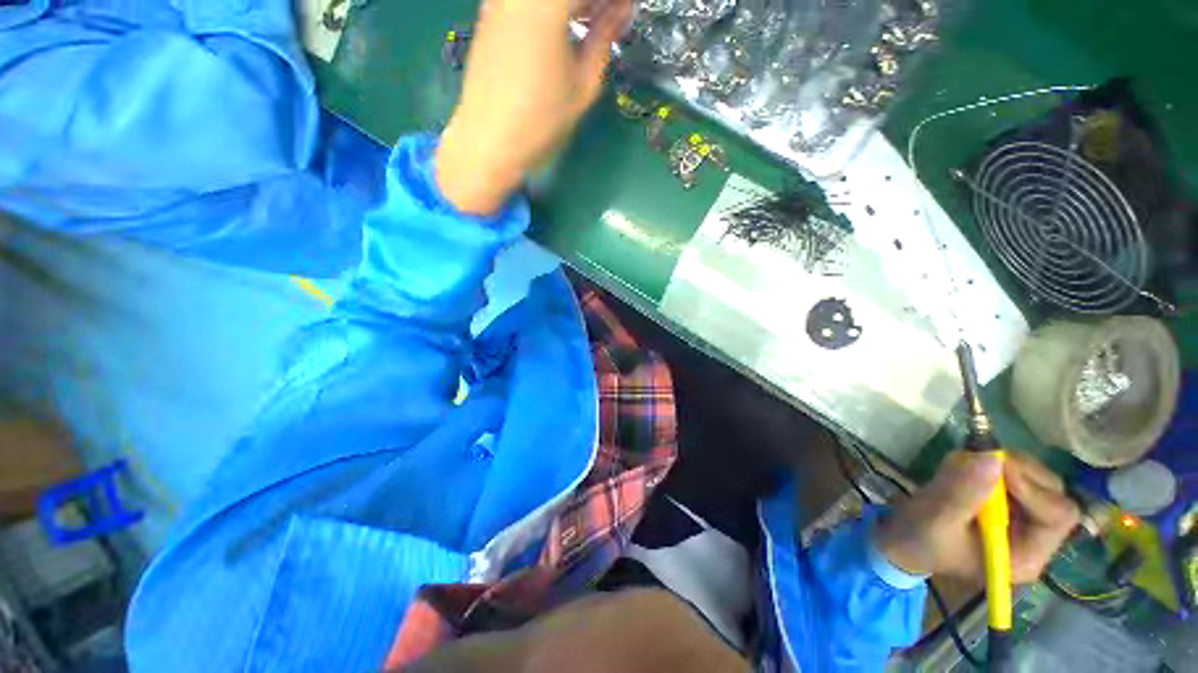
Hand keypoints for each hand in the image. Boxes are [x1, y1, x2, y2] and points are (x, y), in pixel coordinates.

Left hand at [435, 0, 631, 214]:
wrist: (488, 142)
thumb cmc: (541, 120)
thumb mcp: (583, 84)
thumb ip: (604, 38)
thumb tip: (620, 11)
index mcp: (547, 2)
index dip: (614, 0)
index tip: (625, 13)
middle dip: (592, 3)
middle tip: (610, 19)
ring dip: (571, 5)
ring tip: (590, 23)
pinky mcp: (488, 13)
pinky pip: (526, 2)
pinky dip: (549, 9)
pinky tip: (561, 27)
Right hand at [874, 451, 1080, 583]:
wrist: (901, 540)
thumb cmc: (920, 539)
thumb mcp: (935, 519)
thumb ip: (962, 491)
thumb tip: (990, 456)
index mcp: (1027, 555)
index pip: (1057, 515)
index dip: (1032, 487)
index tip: (994, 465)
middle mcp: (1036, 537)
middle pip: (1052, 493)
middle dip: (1019, 471)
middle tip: (981, 456)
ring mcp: (1023, 518)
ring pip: (1036, 479)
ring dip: (1004, 464)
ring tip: (964, 464)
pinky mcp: (1006, 502)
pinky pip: (1015, 474)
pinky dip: (992, 463)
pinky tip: (964, 468)